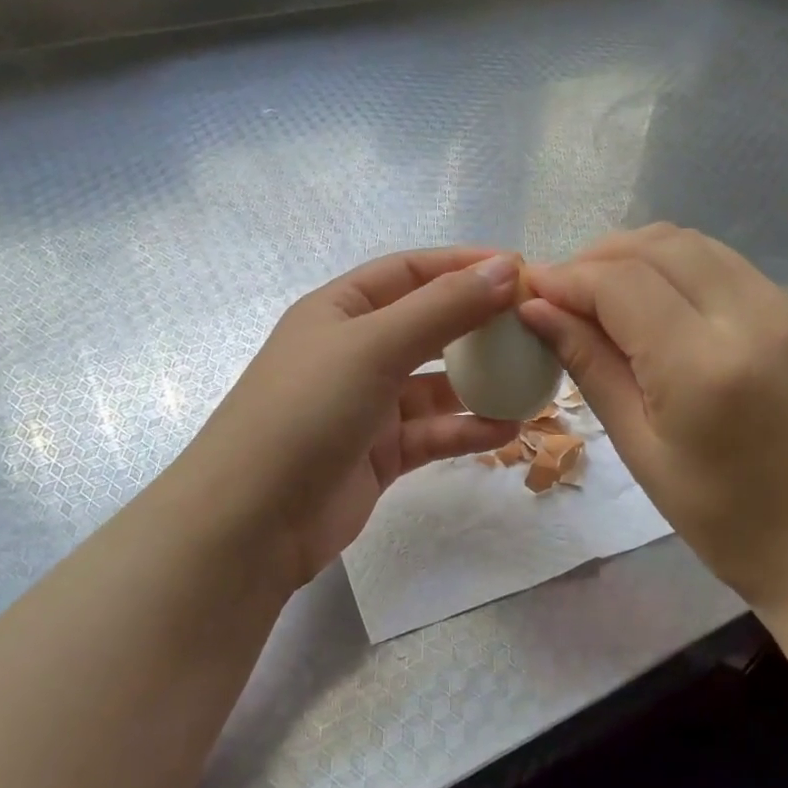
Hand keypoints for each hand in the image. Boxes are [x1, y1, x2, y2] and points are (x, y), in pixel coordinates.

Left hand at [171, 248, 523, 593]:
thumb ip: (443, 308)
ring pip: (435, 385)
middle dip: (479, 325)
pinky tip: (508, 430)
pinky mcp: (379, 454)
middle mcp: (354, 351)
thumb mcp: (374, 346)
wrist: (251, 521)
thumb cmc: (307, 411)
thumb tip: (506, 266)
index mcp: (341, 310)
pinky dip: (467, 430)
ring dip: (480, 383)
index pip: (410, 272)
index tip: (521, 269)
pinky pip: (433, 433)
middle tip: (535, 327)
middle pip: (428, 326)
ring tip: (533, 382)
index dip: (463, 266)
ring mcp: (367, 405)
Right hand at [519, 225, 787, 620]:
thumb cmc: (723, 518)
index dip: (567, 278)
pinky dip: (676, 267)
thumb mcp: (640, 448)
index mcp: (704, 365)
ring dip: (636, 255)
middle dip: (596, 258)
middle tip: (560, 292)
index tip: (530, 290)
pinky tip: (654, 301)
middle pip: (656, 246)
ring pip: (692, 243)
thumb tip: (537, 311)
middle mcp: (751, 317)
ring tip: (599, 292)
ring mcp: (786, 306)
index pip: (620, 285)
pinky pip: (724, 263)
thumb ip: (590, 366)